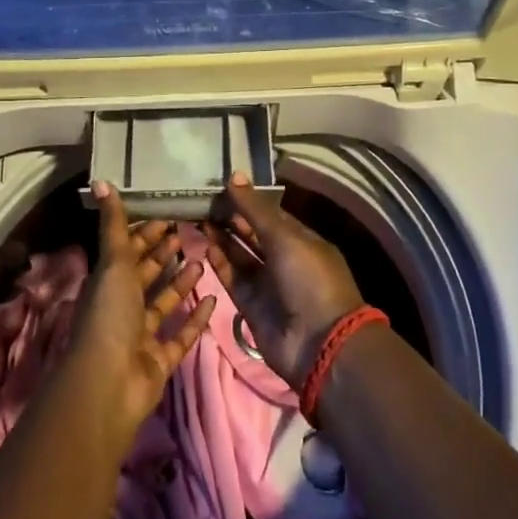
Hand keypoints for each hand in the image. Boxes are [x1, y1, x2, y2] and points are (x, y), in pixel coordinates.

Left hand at [65, 183, 216, 438]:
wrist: (109, 383)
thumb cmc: (109, 315)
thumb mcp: (113, 263)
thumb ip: (113, 224)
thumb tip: (100, 180)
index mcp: (108, 282)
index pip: (128, 250)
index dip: (146, 232)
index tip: (170, 213)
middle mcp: (123, 306)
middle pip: (146, 274)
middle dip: (165, 253)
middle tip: (191, 231)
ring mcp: (142, 335)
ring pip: (164, 303)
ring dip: (182, 282)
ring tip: (205, 258)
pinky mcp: (160, 360)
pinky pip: (181, 335)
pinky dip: (195, 318)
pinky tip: (215, 300)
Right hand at [205, 173, 365, 385]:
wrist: (319, 343)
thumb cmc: (309, 278)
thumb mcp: (285, 237)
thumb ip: (255, 210)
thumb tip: (234, 175)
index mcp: (301, 240)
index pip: (270, 215)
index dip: (247, 201)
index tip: (221, 186)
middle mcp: (284, 259)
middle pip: (252, 234)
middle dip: (231, 219)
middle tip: (202, 200)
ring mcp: (268, 284)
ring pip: (240, 256)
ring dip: (222, 238)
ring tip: (198, 217)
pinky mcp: (251, 306)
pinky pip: (233, 279)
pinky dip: (221, 263)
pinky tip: (205, 244)